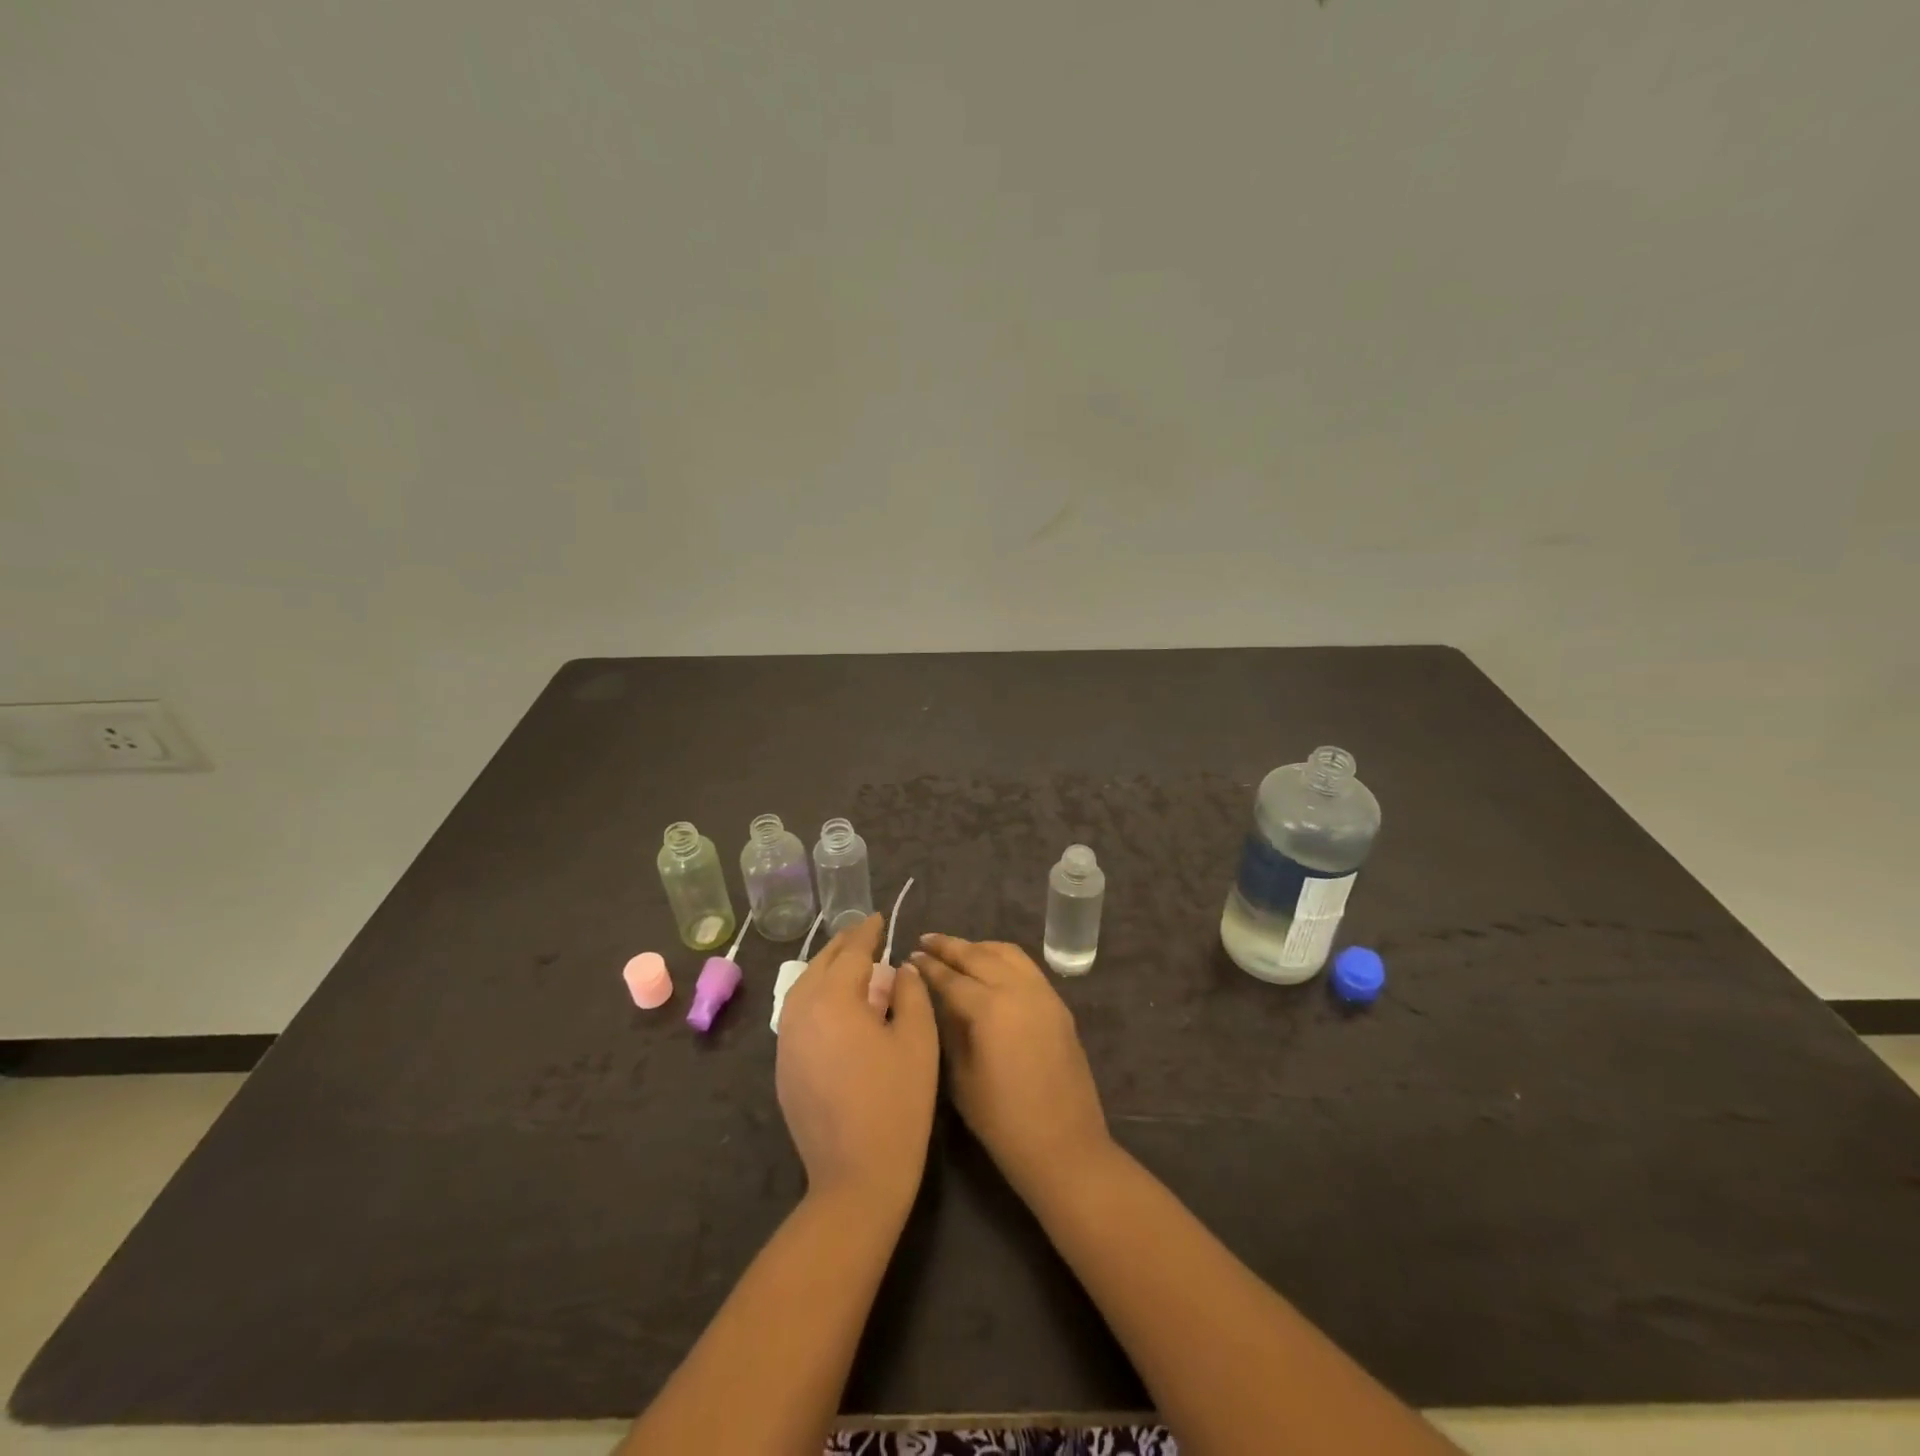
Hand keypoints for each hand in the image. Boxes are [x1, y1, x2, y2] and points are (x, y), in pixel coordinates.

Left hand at [777, 914, 938, 1210]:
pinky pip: (797, 1013)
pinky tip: (835, 1004)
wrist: (856, 1177)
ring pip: (803, 987)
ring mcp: (787, 1041)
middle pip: (821, 964)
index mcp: (833, 999)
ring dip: (827, 968)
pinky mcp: (783, 1067)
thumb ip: (911, 993)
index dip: (868, 932)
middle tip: (866, 934)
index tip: (879, 917)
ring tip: (851, 963)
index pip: (852, 952)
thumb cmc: (897, 1103)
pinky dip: (816, 995)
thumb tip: (900, 969)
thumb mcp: (918, 1040)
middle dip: (844, 945)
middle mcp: (801, 1011)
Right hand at [910, 934, 1112, 1201]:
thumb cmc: (1002, 1122)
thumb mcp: (961, 1078)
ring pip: (1007, 953)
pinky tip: (989, 966)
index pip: (951, 977)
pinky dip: (1003, 957)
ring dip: (979, 947)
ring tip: (956, 950)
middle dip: (950, 946)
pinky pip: (1026, 967)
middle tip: (926, 940)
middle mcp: (1018, 990)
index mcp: (990, 1009)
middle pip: (979, 955)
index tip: (909, 956)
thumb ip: (949, 1029)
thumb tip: (938, 999)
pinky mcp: (1058, 1004)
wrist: (1064, 1146)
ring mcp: (1043, 994)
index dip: (928, 967)